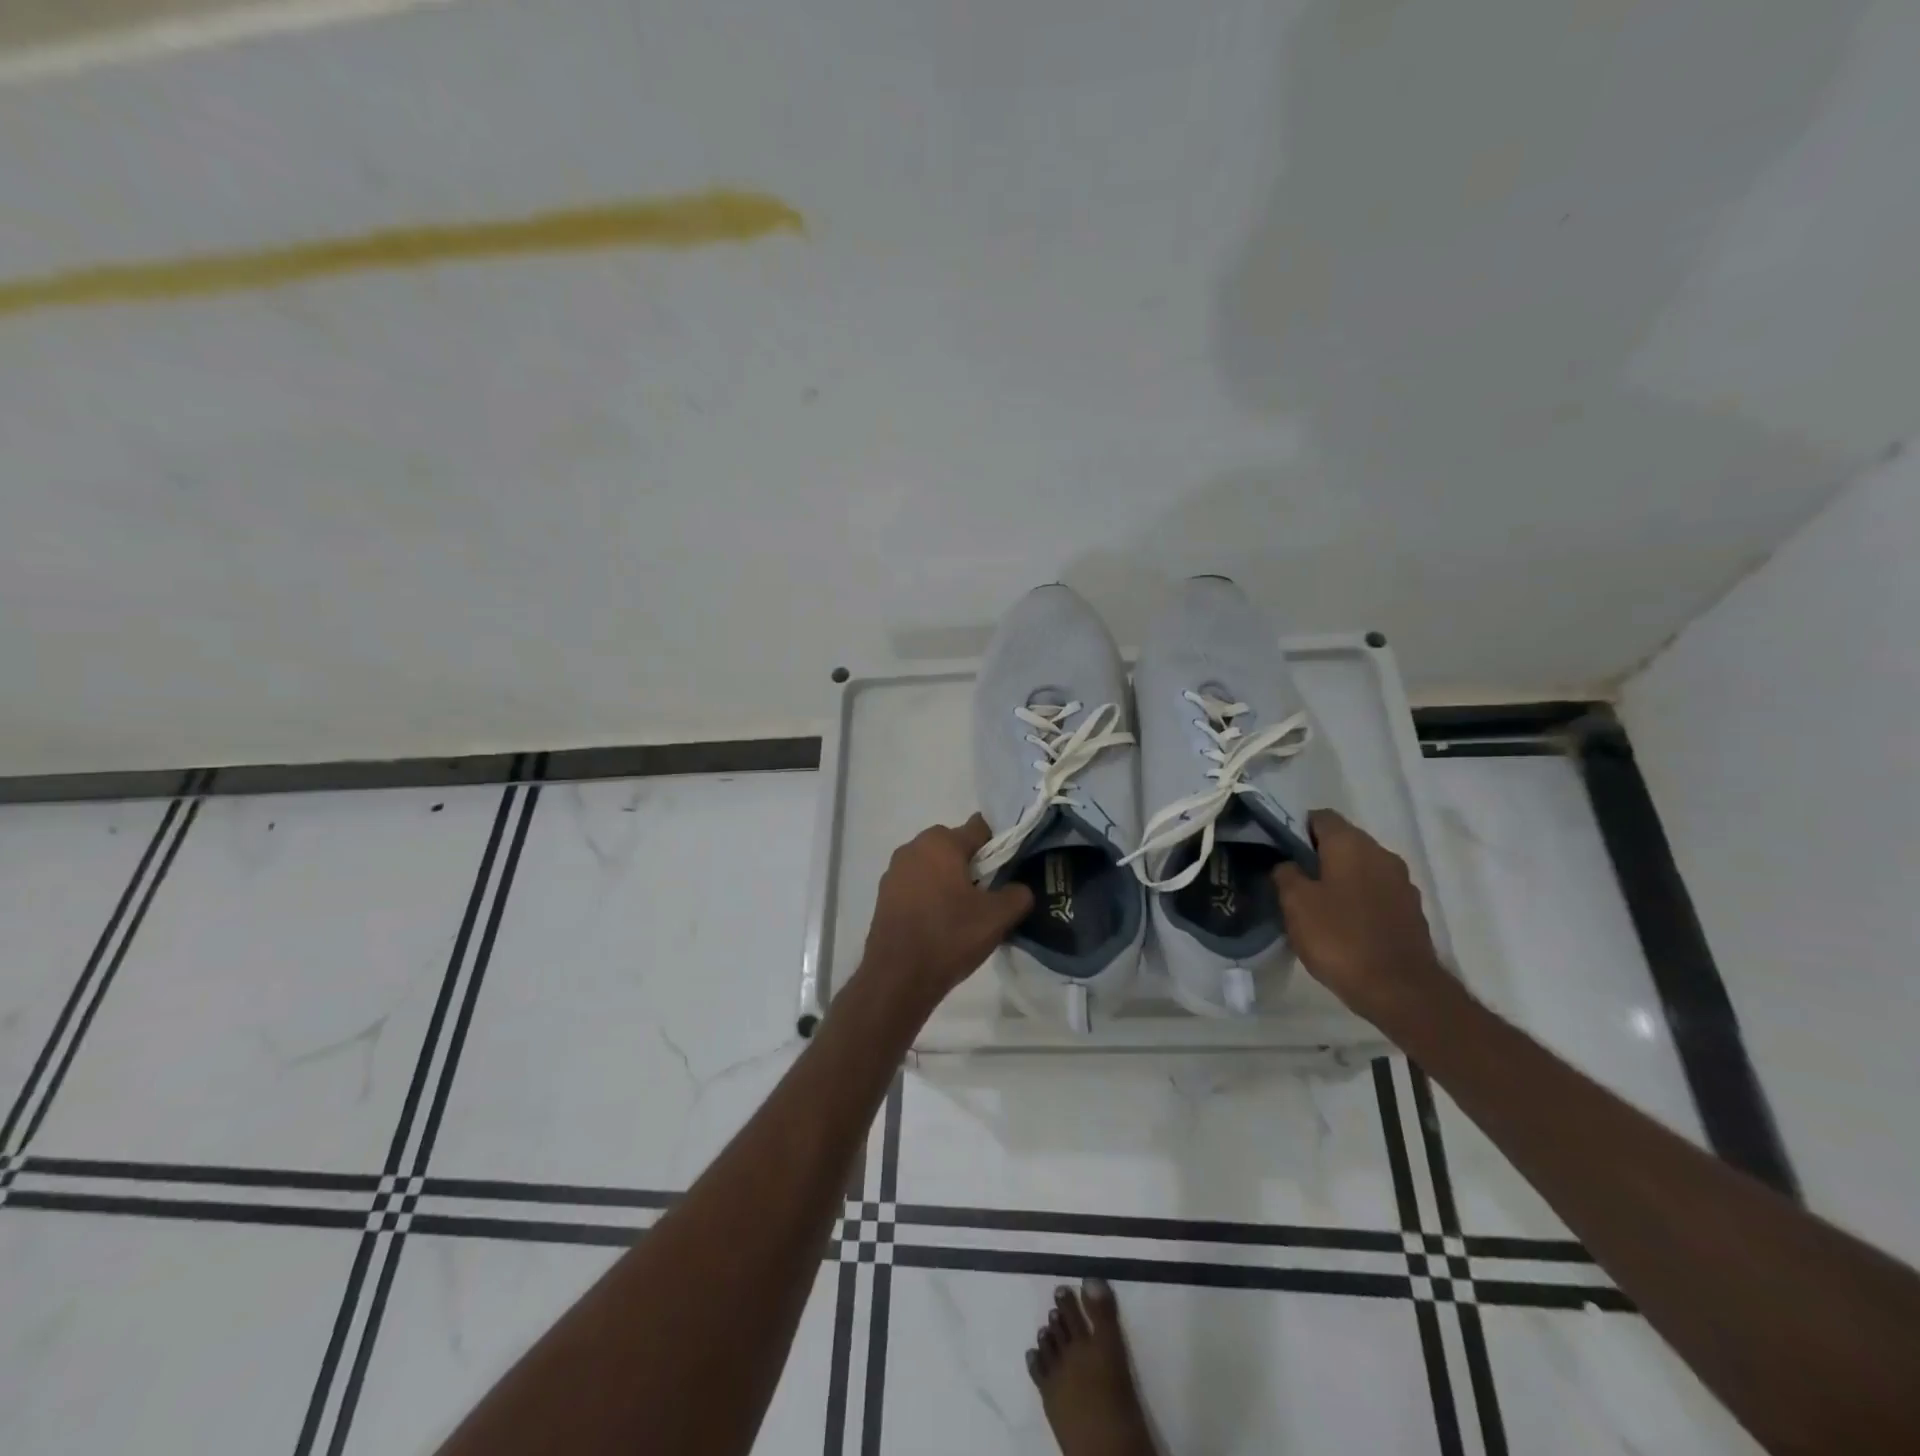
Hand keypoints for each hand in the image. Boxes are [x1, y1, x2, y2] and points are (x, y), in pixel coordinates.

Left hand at [857, 815, 1034, 1014]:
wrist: (897, 977)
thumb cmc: (949, 936)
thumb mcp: (998, 917)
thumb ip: (1018, 894)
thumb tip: (1019, 888)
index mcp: (941, 842)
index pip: (980, 828)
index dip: (998, 847)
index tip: (1007, 872)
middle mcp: (913, 847)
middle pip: (954, 846)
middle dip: (972, 865)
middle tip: (987, 896)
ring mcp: (894, 871)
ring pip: (933, 866)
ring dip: (949, 881)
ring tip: (963, 914)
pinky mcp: (884, 895)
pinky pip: (916, 885)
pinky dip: (930, 896)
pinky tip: (939, 923)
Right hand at [1274, 810, 1450, 1022]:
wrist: (1401, 990)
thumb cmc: (1340, 938)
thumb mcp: (1296, 904)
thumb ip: (1286, 874)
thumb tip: (1288, 864)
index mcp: (1352, 844)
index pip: (1320, 817)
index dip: (1296, 828)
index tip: (1279, 851)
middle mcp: (1382, 854)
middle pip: (1343, 841)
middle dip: (1317, 855)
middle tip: (1292, 880)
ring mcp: (1402, 883)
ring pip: (1361, 868)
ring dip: (1339, 879)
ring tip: (1316, 905)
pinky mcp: (1411, 910)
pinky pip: (1376, 893)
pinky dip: (1358, 900)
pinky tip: (1343, 924)